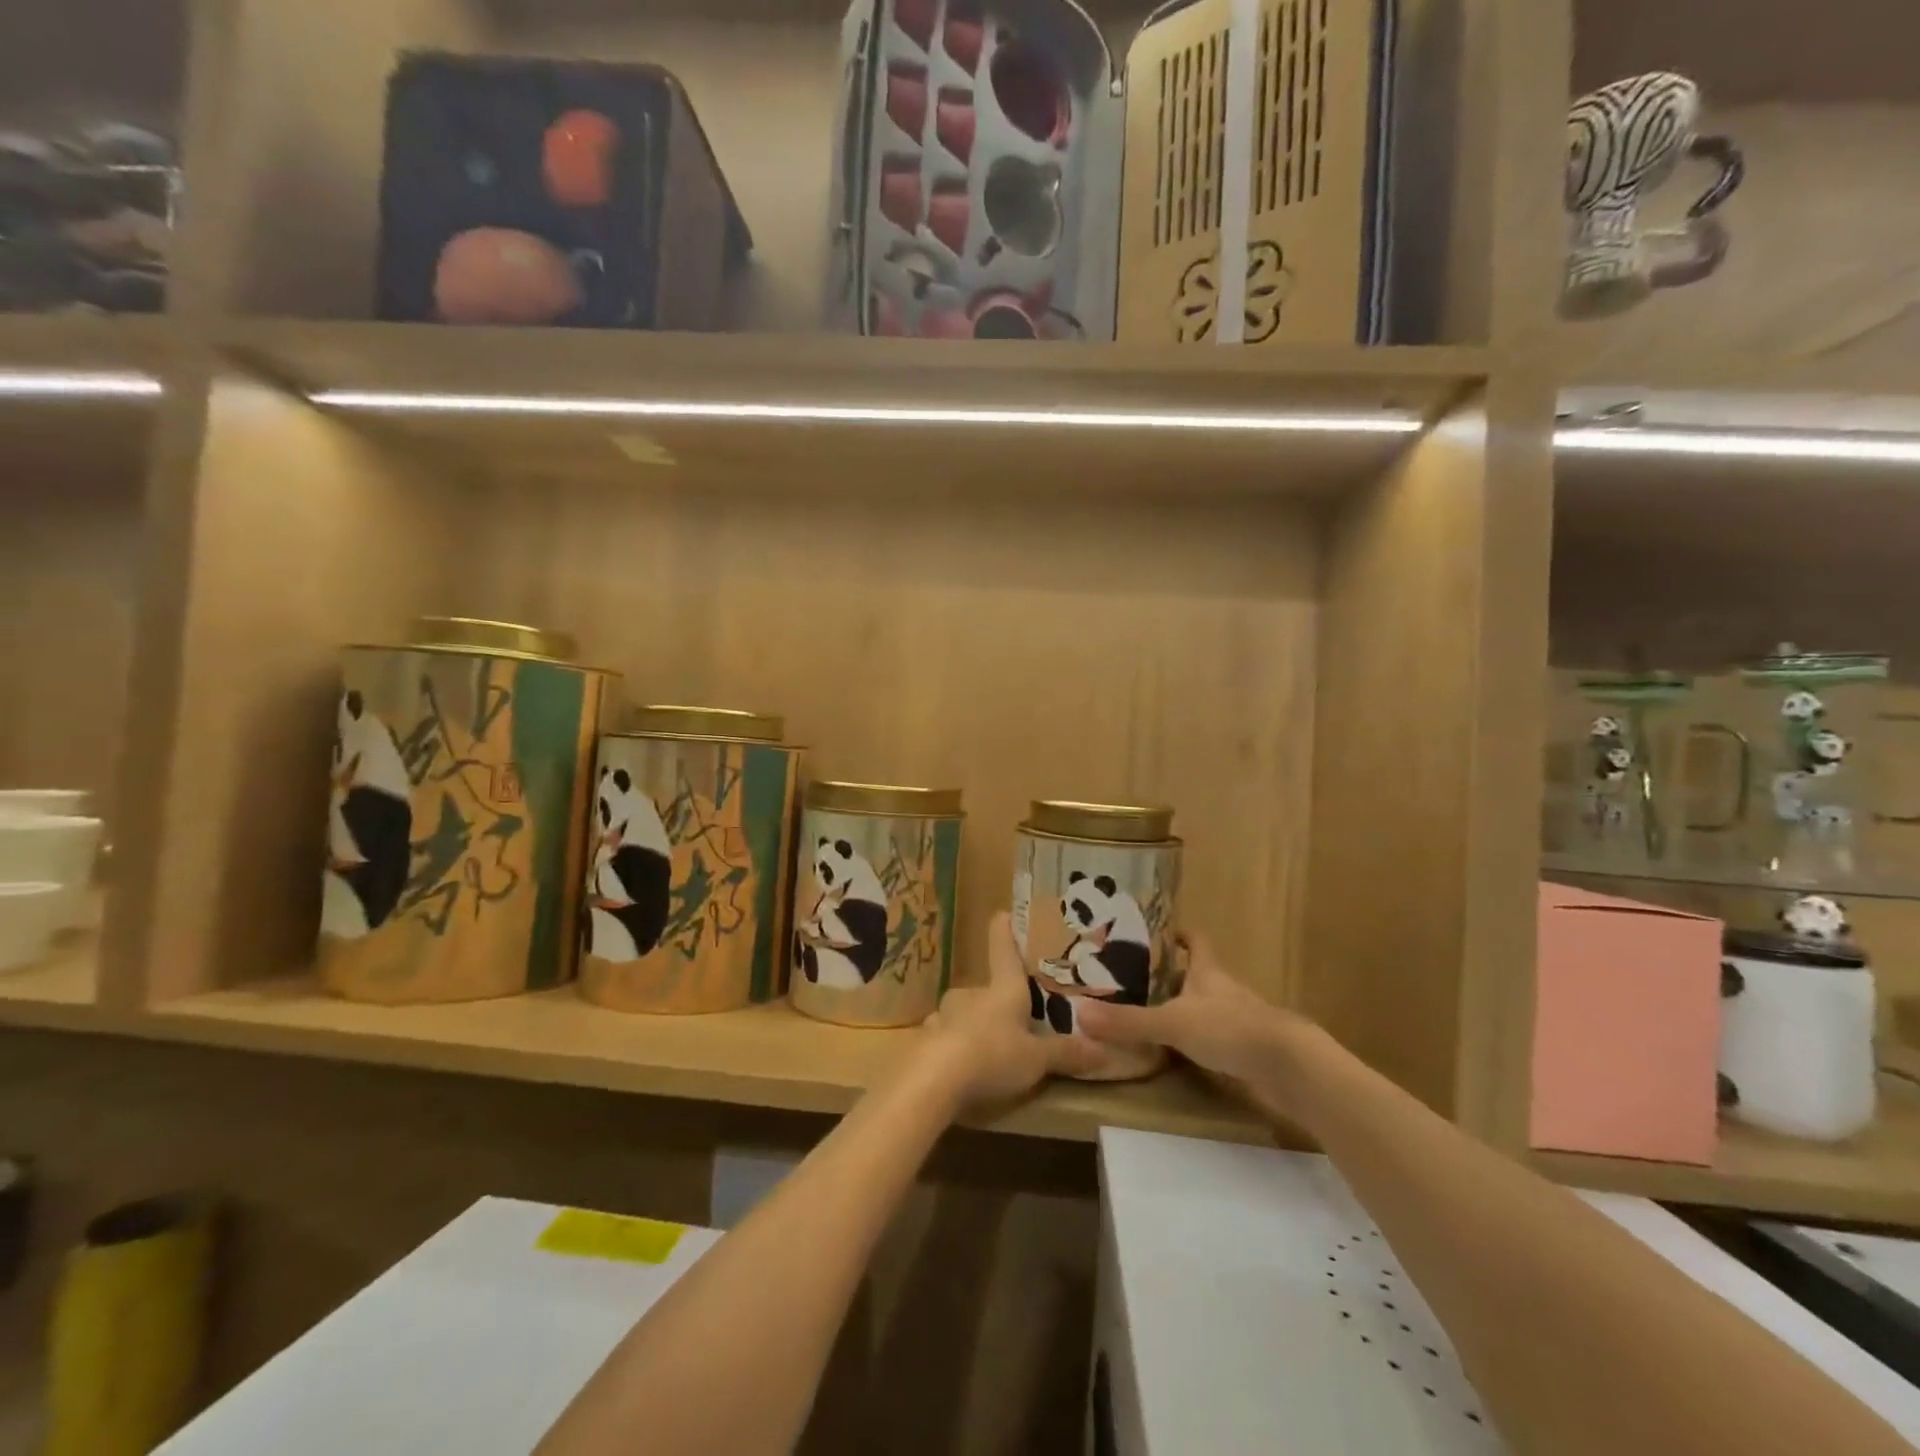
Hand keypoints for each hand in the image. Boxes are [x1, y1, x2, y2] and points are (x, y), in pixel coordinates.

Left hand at [921, 912, 1106, 1108]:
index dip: (1004, 932)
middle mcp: (970, 995)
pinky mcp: (924, 1039)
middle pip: (985, 990)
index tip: (1002, 912)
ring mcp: (943, 1015)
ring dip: (972, 1026)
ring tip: (985, 1049)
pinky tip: (958, 1068)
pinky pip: (943, 1037)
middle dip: (995, 1003)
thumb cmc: (992, 1056)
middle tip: (1011, 1021)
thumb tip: (1104, 1049)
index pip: (1004, 952)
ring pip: (961, 1014)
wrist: (933, 1080)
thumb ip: (1065, 1054)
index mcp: (1002, 990)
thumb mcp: (1036, 1061)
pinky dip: (952, 1047)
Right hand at [1075, 932, 1308, 1086]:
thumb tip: (1079, 1013)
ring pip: (1207, 1007)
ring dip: (1185, 1010)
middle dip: (1173, 977)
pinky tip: (1181, 1054)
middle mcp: (1224, 990)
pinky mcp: (1247, 1050)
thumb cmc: (1229, 1029)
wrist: (1288, 1066)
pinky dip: (1199, 1043)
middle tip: (1138, 980)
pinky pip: (1216, 1039)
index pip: (1196, 941)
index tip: (1160, 932)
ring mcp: (1239, 1020)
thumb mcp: (1172, 1022)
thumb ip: (1128, 1021)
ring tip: (1152, 1016)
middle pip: (1198, 974)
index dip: (1180, 934)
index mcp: (1208, 971)